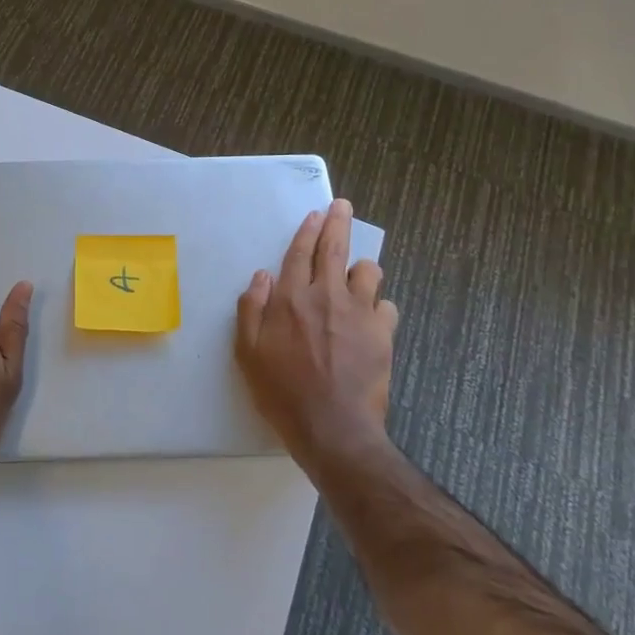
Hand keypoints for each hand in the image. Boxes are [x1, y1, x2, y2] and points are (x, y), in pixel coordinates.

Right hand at [236, 198, 398, 468]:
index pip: (299, 253)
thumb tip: (262, 276)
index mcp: (291, 298)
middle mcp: (326, 295)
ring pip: (368, 272)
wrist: (333, 428)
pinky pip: (387, 307)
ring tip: (359, 274)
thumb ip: (251, 309)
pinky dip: (379, 307)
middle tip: (343, 206)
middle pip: (334, 248)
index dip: (308, 231)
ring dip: (362, 268)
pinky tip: (373, 319)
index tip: (316, 214)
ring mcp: (358, 312)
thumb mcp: (248, 353)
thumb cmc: (282, 392)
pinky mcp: (383, 333)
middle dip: (338, 222)